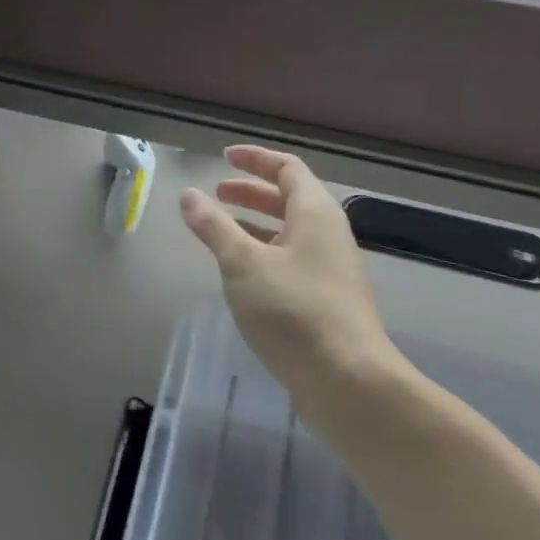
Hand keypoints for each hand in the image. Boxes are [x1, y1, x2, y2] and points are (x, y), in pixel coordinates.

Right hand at [180, 146, 397, 405]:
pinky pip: (294, 259)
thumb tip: (189, 195)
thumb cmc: (294, 311)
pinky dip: (266, 252)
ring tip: (221, 230)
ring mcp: (333, 269)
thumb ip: (214, 226)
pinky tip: (243, 274)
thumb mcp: (243, 264)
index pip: (287, 168)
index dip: (256, 159)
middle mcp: (329, 233)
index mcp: (315, 212)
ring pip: (291, 231)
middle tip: (217, 193)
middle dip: (252, 191)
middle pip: (290, 198)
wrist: (350, 382)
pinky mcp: (330, 300)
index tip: (224, 157)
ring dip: (256, 223)